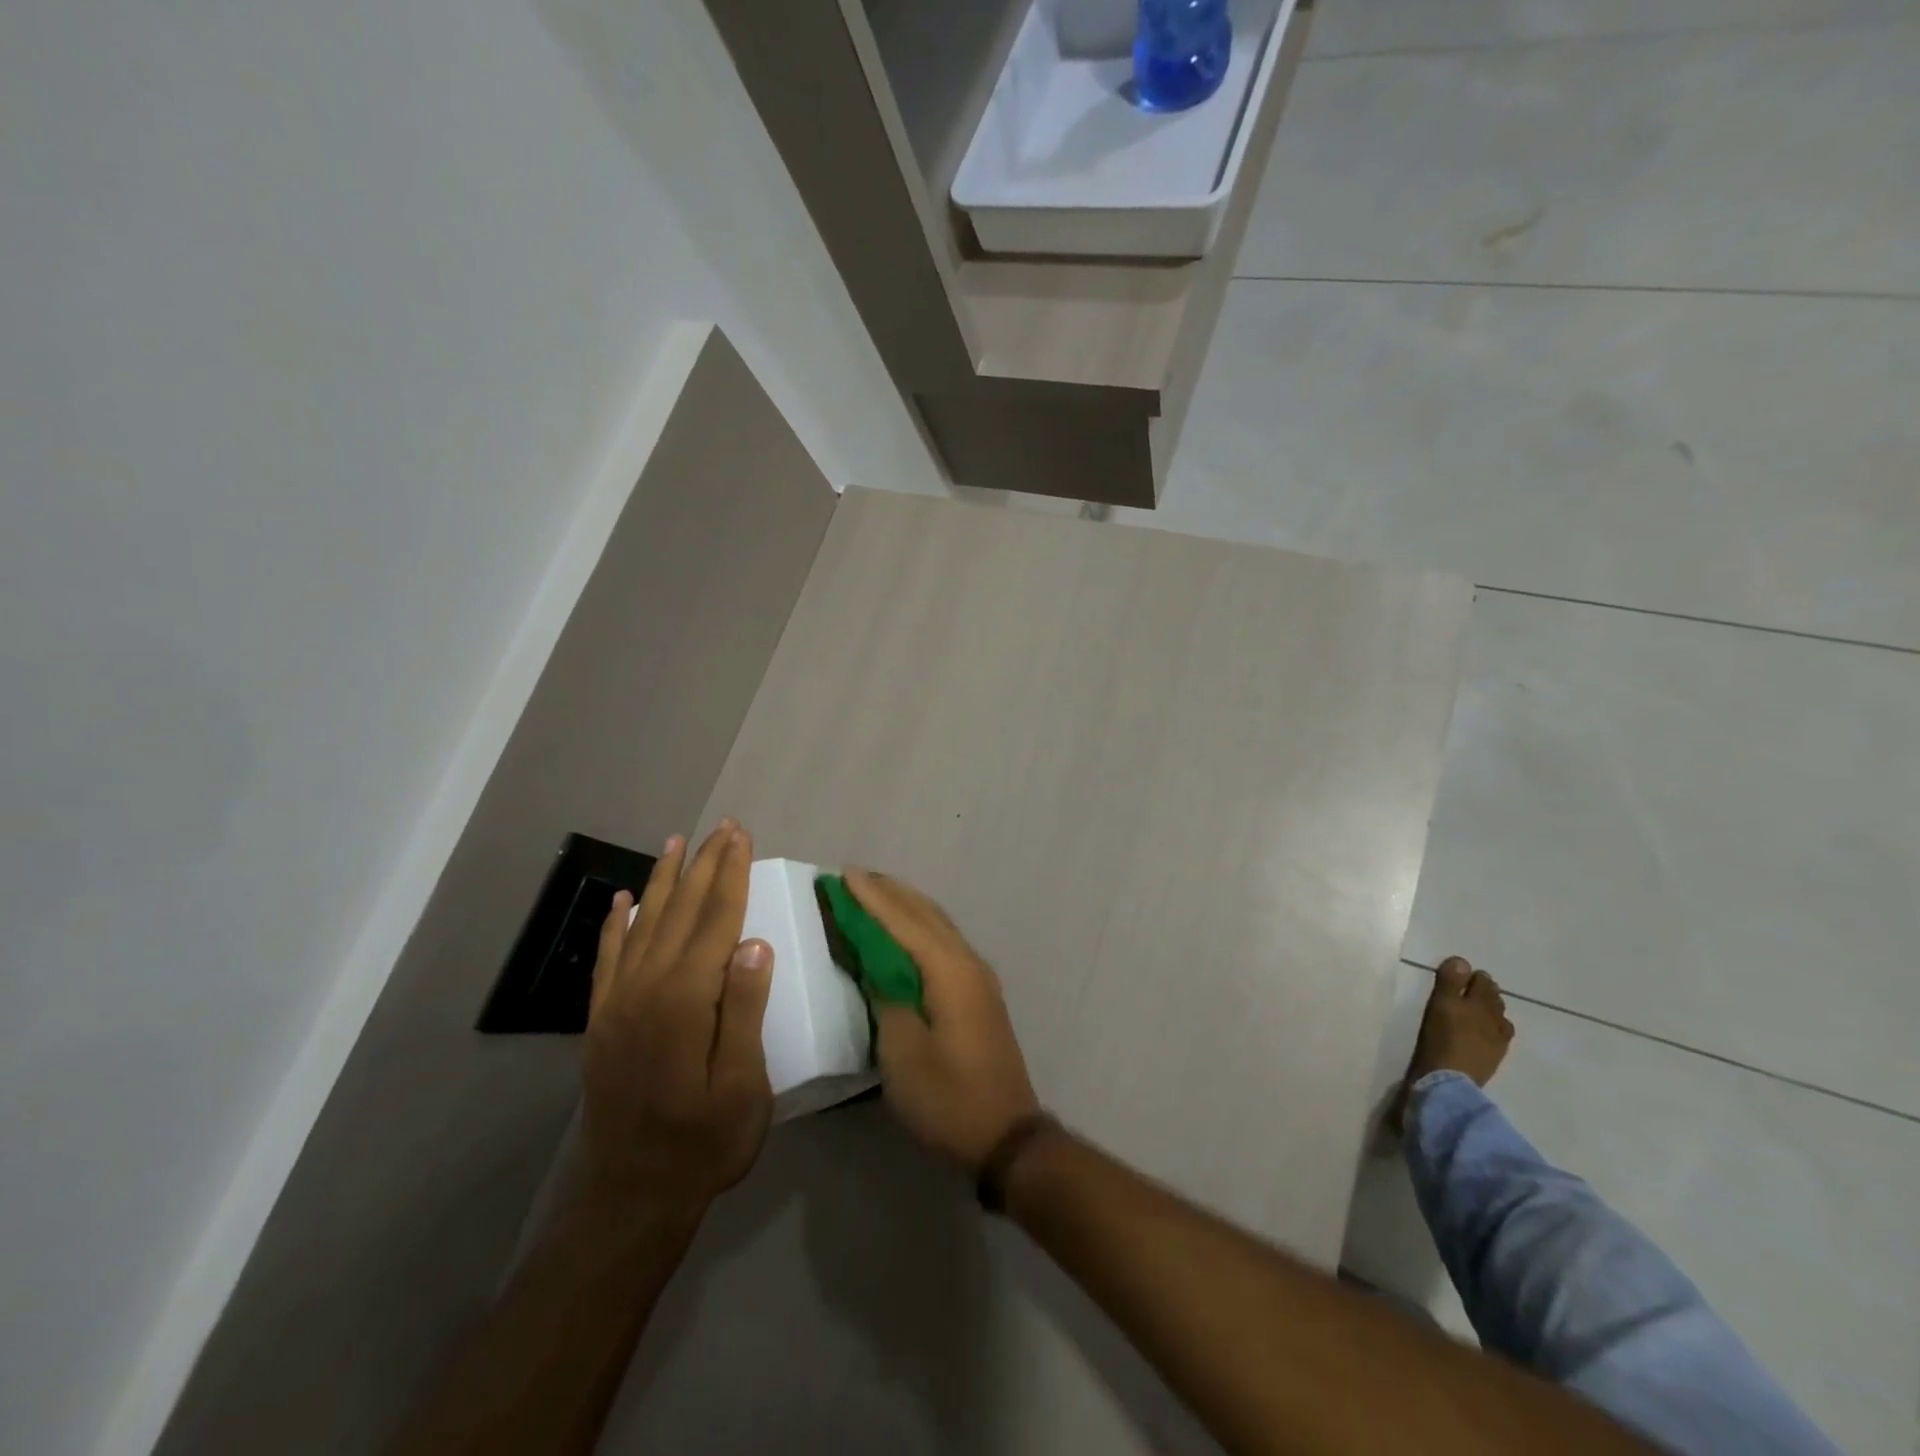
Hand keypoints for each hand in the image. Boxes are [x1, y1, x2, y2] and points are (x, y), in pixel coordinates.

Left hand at [581, 821, 774, 1219]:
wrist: (631, 1198)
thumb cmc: (704, 1144)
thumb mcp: (742, 1086)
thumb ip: (744, 1010)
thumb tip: (755, 943)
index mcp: (686, 1001)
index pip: (715, 921)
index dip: (731, 875)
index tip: (741, 836)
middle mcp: (647, 989)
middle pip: (681, 912)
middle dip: (705, 865)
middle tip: (722, 826)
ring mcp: (618, 1004)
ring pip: (644, 924)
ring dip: (664, 880)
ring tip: (678, 842)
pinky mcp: (602, 1021)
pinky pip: (610, 958)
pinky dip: (618, 923)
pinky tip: (626, 899)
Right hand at [844, 869, 1039, 1171]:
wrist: (1006, 1135)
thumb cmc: (948, 1097)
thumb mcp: (903, 1053)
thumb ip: (886, 998)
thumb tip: (875, 965)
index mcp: (950, 971)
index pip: (904, 921)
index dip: (871, 898)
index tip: (843, 874)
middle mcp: (967, 962)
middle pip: (925, 914)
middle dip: (889, 892)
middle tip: (853, 877)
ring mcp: (978, 977)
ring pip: (937, 925)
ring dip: (905, 906)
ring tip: (875, 892)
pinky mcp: (978, 993)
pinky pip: (943, 942)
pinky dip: (918, 927)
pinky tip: (904, 932)